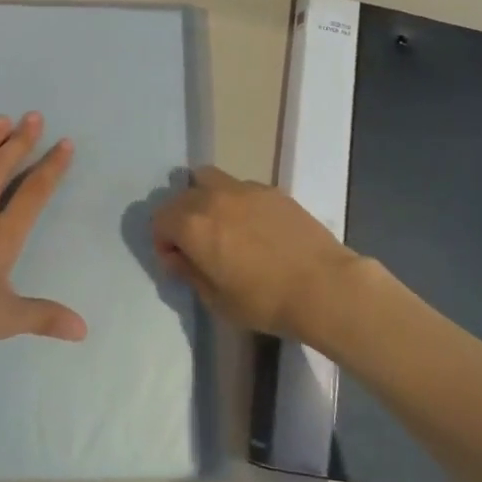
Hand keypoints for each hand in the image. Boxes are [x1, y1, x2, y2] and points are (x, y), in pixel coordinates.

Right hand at [151, 166, 375, 341]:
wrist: (323, 286)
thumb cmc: (264, 301)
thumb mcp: (217, 300)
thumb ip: (189, 272)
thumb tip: (177, 257)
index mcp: (193, 224)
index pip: (159, 218)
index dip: (163, 242)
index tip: (179, 262)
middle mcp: (213, 197)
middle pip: (181, 196)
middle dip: (181, 218)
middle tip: (198, 245)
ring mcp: (244, 188)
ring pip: (209, 180)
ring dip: (205, 199)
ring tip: (223, 226)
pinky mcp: (271, 190)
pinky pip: (239, 187)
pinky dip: (235, 201)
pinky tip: (254, 227)